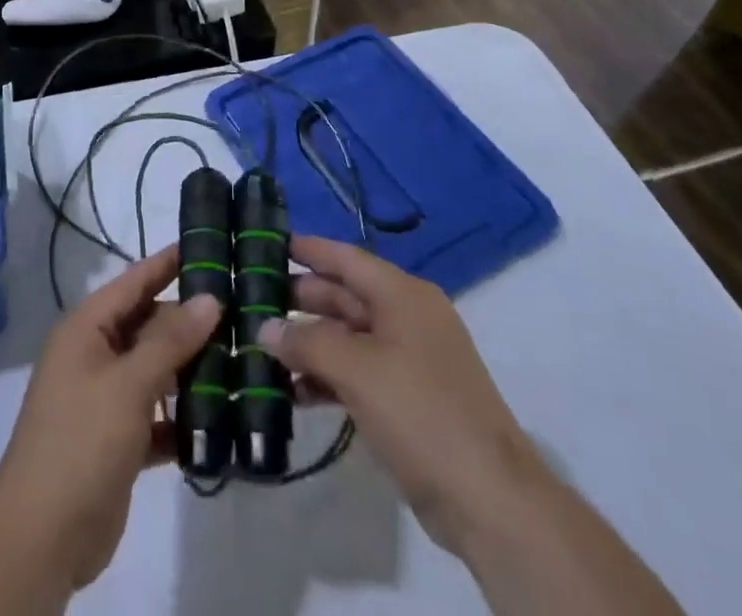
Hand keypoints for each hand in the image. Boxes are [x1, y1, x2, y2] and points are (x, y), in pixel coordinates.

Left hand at [0, 246, 219, 591]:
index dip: (168, 263)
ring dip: (190, 371)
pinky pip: (156, 415)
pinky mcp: (117, 440)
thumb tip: (209, 299)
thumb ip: (170, 341)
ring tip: (241, 361)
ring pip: (155, 371)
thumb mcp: (128, 384)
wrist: (41, 539)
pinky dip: (181, 417)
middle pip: (148, 325)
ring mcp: (104, 399)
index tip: (209, 245)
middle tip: (241, 313)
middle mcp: (94, 355)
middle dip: (189, 322)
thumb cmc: (81, 441)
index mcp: (86, 329)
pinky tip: (219, 420)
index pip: (134, 282)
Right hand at [257, 235, 541, 558]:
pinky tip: (292, 393)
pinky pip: (357, 373)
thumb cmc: (421, 412)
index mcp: (402, 295)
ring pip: (347, 337)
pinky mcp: (407, 400)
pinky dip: (326, 378)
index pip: (346, 258)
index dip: (308, 249)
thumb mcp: (357, 370)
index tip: (267, 243)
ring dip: (309, 343)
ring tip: (261, 348)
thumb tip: (265, 328)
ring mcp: (409, 360)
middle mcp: (406, 318)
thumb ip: (307, 342)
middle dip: (300, 299)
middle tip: (252, 299)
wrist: (489, 500)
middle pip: (344, 296)